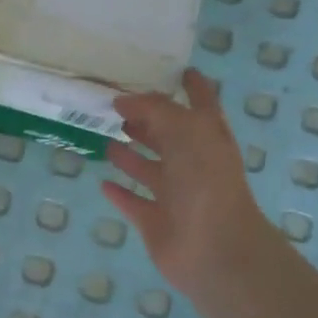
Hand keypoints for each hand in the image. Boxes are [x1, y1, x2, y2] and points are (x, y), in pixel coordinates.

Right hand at [102, 68, 275, 307]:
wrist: (214, 248)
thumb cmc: (205, 181)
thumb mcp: (184, 130)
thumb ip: (154, 109)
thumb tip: (123, 100)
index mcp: (207, 137)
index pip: (201, 102)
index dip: (191, 85)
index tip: (174, 69)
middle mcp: (193, 163)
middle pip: (168, 136)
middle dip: (147, 120)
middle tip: (113, 105)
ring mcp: (174, 194)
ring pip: (149, 169)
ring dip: (129, 155)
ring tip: (103, 137)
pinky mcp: (155, 221)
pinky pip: (134, 203)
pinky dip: (120, 193)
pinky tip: (102, 183)